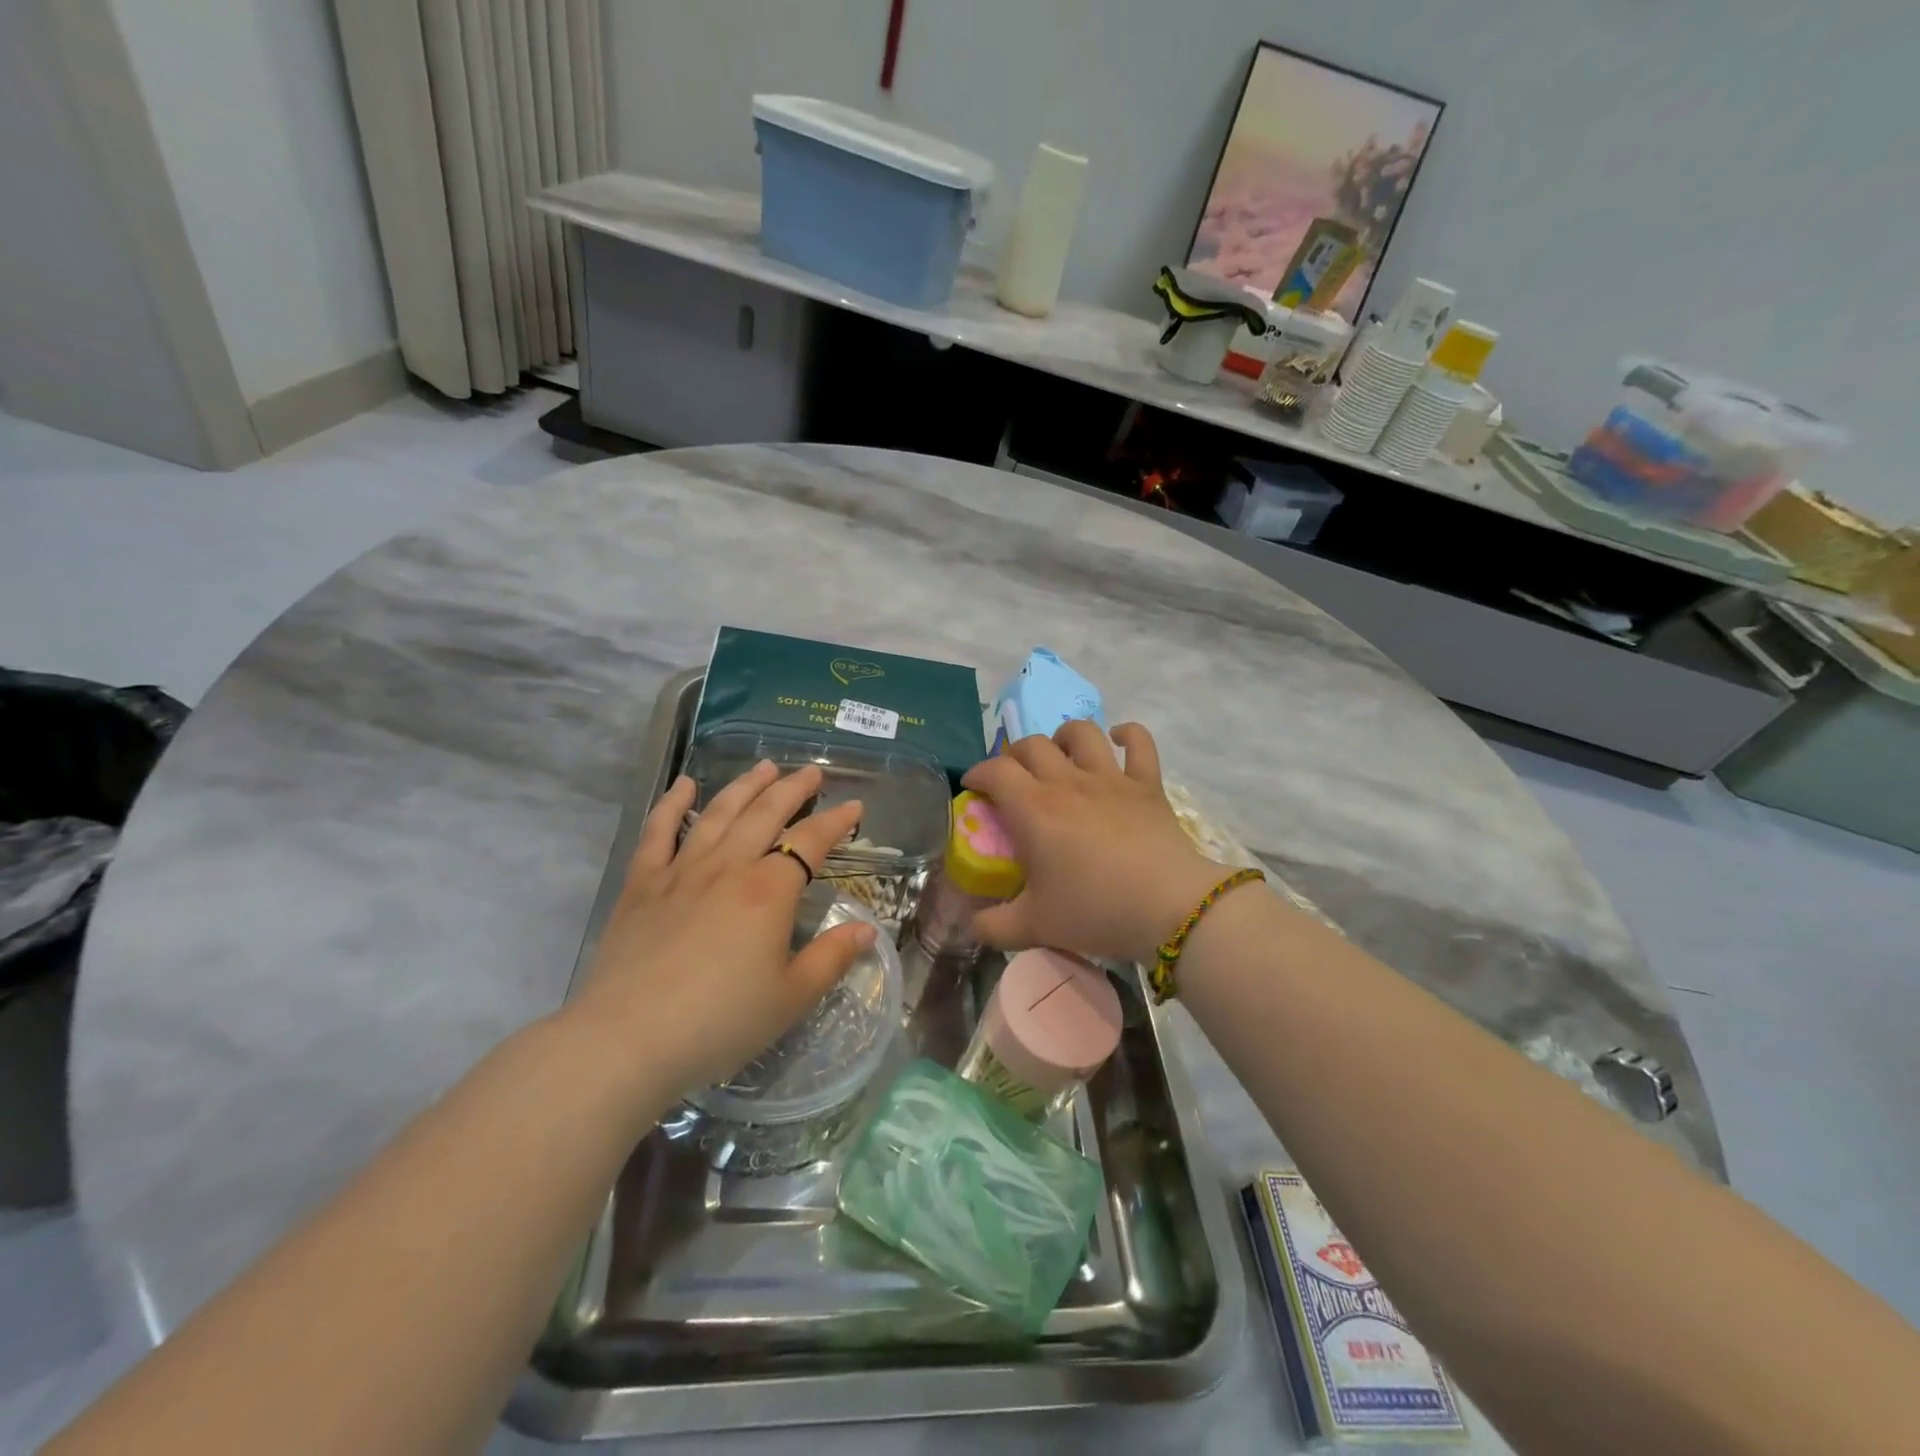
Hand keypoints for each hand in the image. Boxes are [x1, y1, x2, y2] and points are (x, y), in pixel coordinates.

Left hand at [568, 761, 873, 1097]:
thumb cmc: (720, 1022)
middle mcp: (728, 867)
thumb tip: (866, 931)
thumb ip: (831, 959)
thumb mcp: (790, 998)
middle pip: (766, 813)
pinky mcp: (642, 885)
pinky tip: (683, 785)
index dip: (836, 821)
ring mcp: (681, 871)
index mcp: (768, 891)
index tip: (854, 806)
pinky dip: (671, 804)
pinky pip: (658, 832)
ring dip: (745, 786)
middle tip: (812, 772)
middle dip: (793, 788)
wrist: (627, 1040)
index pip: (810, 841)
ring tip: (765, 766)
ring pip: (719, 813)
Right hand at [962, 721, 1228, 963]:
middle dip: (1014, 756)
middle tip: (1014, 779)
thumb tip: (970, 924)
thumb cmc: (1095, 911)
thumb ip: (993, 926)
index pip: (995, 770)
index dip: (978, 773)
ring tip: (1060, 756)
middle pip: (1032, 745)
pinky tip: (1118, 741)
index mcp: (1034, 809)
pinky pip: (1139, 743)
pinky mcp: (1146, 784)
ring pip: (1081, 733)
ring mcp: (1110, 778)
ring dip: (1063, 737)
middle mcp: (1068, 782)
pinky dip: (1127, 735)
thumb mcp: (1034, 927)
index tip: (974, 788)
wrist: (1168, 908)